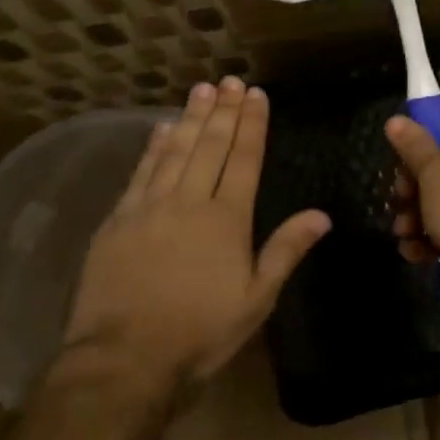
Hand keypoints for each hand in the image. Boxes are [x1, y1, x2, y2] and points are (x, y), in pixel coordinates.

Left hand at [62, 78, 329, 393]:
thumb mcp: (255, 300)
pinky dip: (152, 147)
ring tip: (201, 89)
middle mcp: (189, 201)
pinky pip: (140, 172)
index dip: (252, 125)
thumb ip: (286, 251)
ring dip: (189, 118)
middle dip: (223, 111)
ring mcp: (149, 207)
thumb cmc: (199, 332)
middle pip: (210, 146)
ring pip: (174, 150)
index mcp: (227, 219)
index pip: (244, 159)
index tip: (256, 95)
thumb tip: (322, 215)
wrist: (124, 359)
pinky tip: (160, 128)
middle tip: (230, 80)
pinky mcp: (118, 220)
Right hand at [385, 104, 439, 282]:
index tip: (403, 140)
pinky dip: (431, 236)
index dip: (428, 121)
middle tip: (399, 195)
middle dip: (412, 180)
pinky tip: (415, 252)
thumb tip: (397, 118)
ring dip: (415, 213)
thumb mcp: (434, 175)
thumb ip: (414, 146)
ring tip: (403, 231)